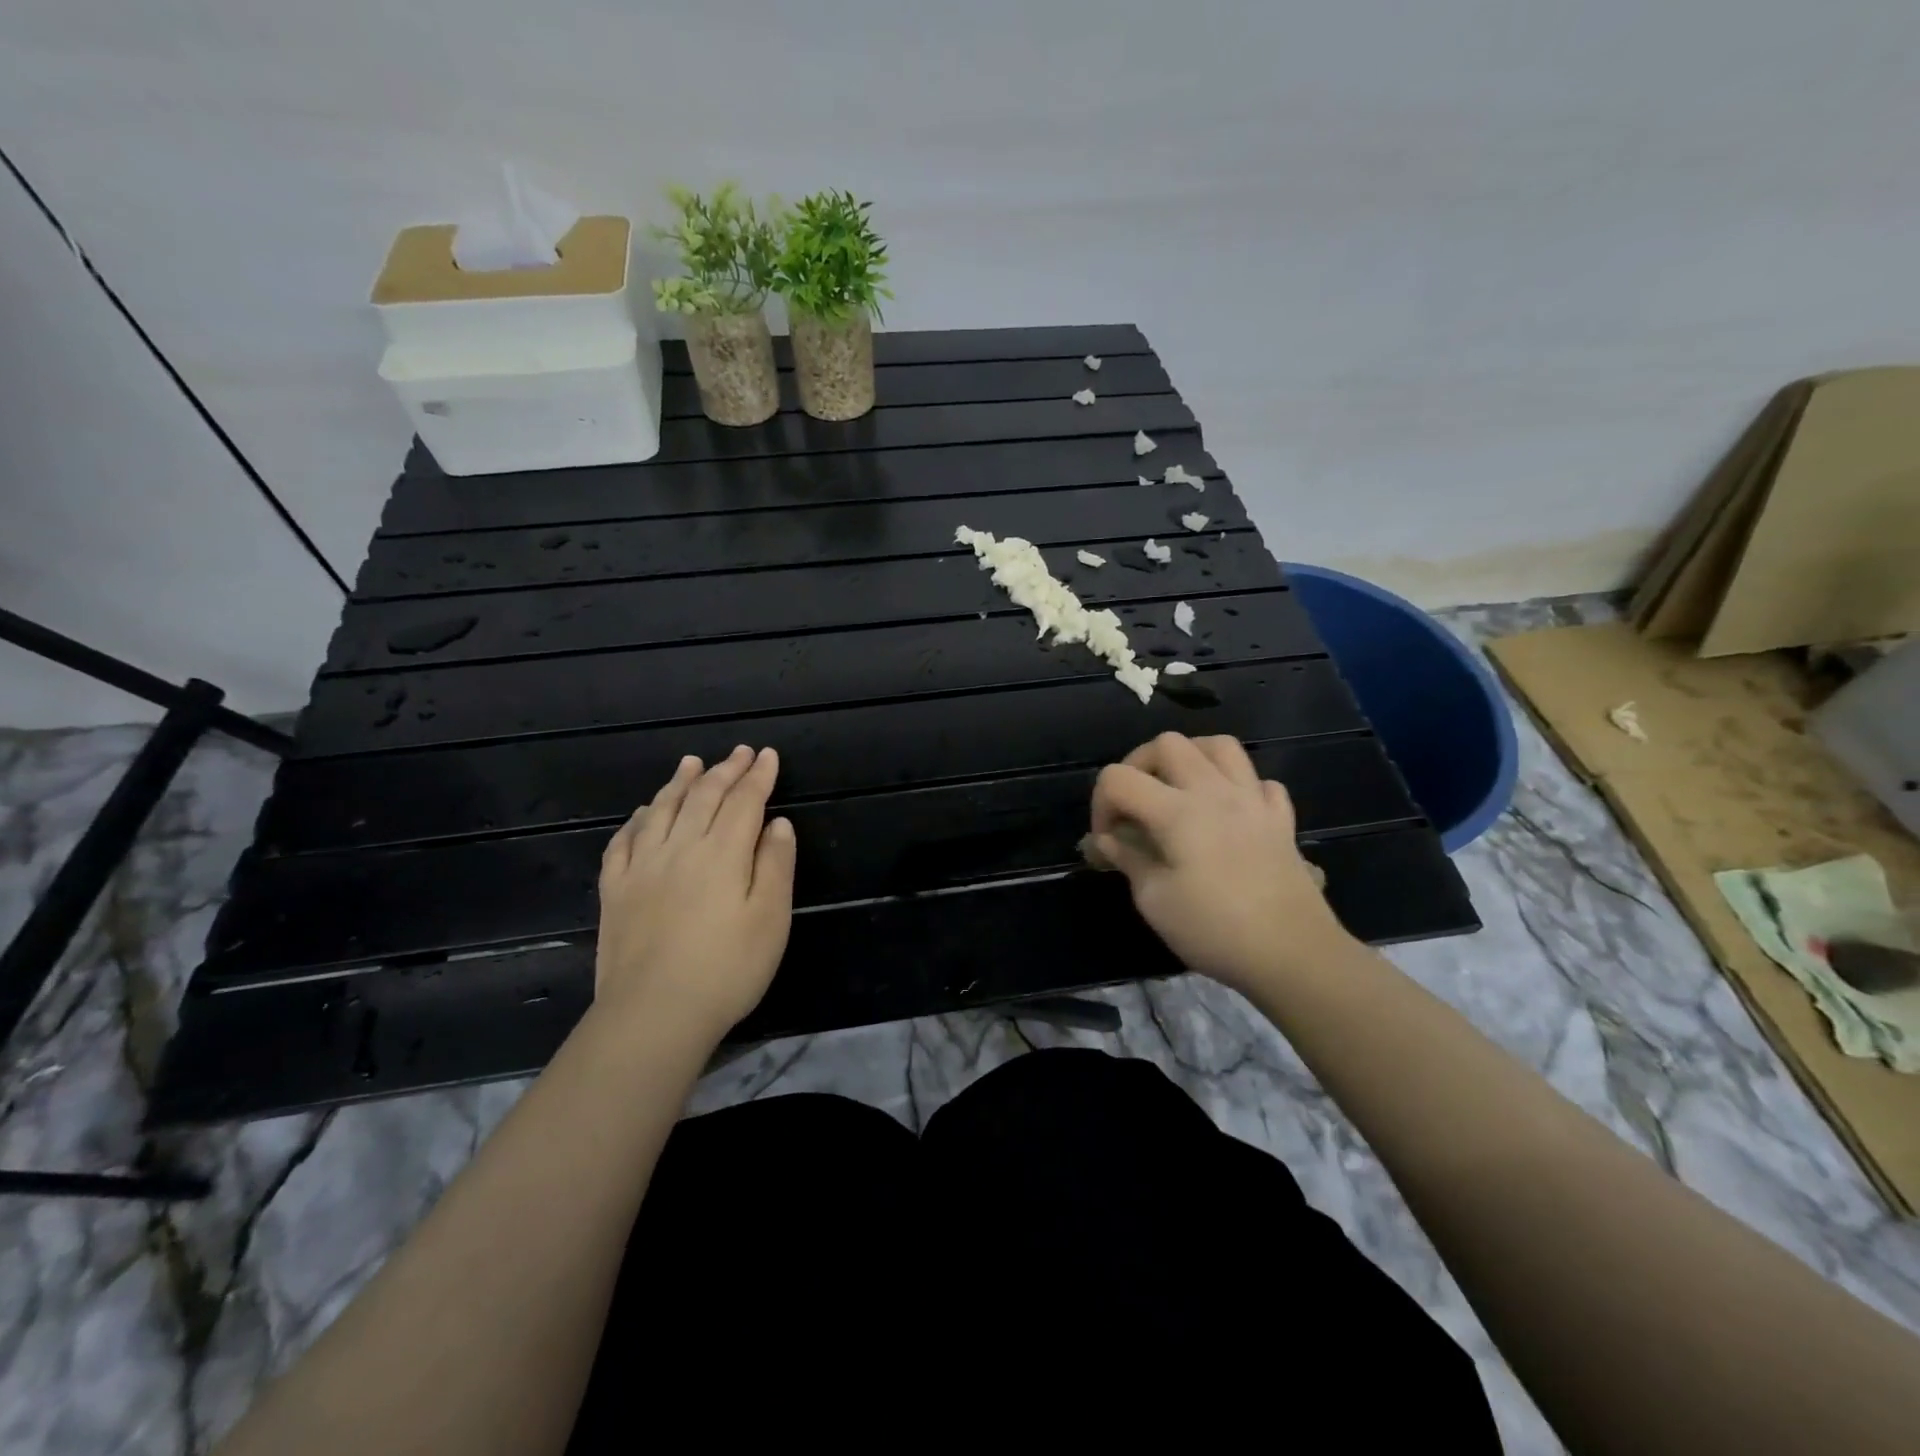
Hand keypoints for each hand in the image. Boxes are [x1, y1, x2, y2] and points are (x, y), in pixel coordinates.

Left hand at [594, 745, 795, 1044]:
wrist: (654, 1014)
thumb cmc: (727, 969)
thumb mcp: (770, 918)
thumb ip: (775, 865)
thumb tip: (778, 823)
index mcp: (722, 852)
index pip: (744, 801)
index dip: (758, 775)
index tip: (767, 755)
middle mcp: (680, 847)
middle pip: (704, 797)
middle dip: (725, 770)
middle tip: (739, 752)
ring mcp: (641, 867)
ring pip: (662, 810)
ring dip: (680, 782)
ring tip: (692, 763)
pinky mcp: (615, 890)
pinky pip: (623, 841)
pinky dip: (638, 819)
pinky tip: (644, 813)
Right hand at [1088, 732, 1350, 993]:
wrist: (1294, 954)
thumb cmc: (1215, 930)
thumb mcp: (1155, 901)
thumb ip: (1128, 860)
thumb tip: (1106, 841)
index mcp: (1176, 811)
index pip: (1119, 778)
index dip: (1100, 804)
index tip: (1107, 840)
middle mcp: (1214, 791)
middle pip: (1168, 744)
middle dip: (1139, 765)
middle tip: (1135, 803)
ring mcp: (1253, 800)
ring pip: (1220, 746)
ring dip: (1191, 757)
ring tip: (1179, 788)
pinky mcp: (1281, 819)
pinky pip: (1259, 781)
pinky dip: (1238, 786)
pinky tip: (1230, 811)